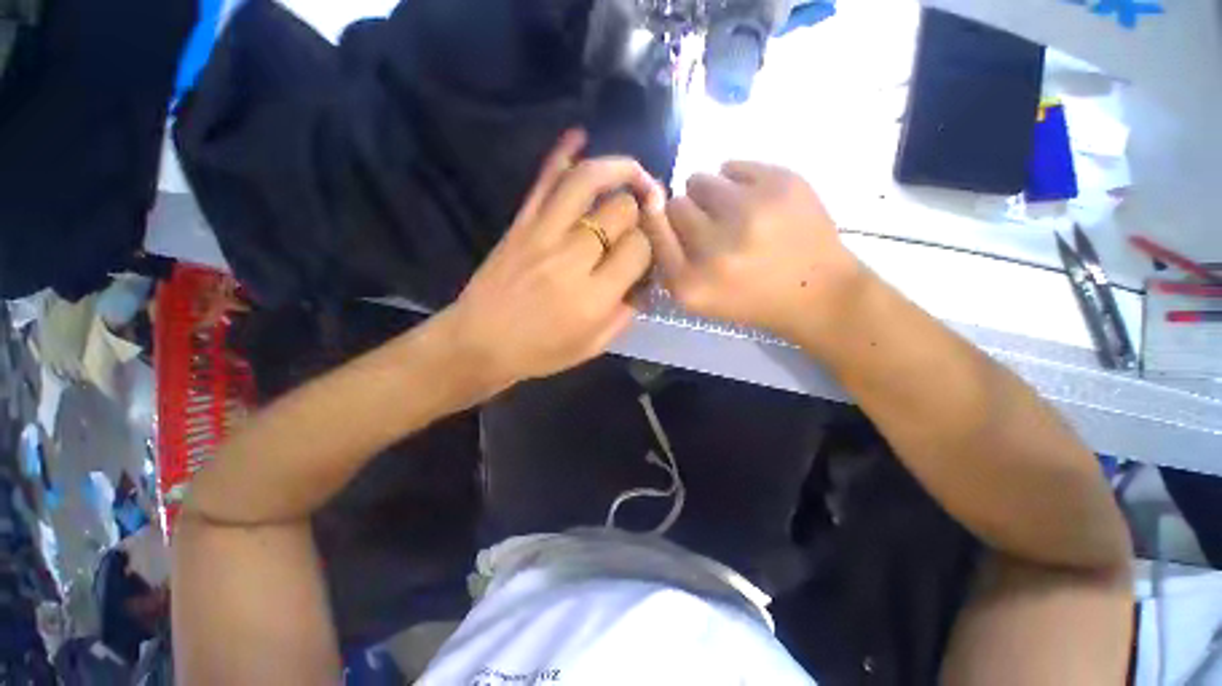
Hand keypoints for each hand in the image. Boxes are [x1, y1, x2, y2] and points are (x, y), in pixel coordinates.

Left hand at [440, 130, 665, 388]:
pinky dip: (561, 153)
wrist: (479, 344)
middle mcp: (572, 258)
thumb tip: (645, 278)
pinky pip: (543, 181)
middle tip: (642, 218)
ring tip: (634, 172)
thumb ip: (626, 312)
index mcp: (594, 296)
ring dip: (617, 168)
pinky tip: (579, 135)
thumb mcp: (593, 346)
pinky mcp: (520, 224)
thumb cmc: (540, 352)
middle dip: (639, 210)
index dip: (650, 245)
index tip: (647, 251)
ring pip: (587, 181)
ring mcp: (542, 235)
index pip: (639, 248)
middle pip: (620, 210)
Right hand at [649, 161, 863, 340]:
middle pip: (675, 205)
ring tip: (733, 215)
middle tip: (712, 229)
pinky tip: (755, 203)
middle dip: (688, 214)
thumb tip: (652, 202)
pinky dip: (737, 182)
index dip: (659, 222)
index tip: (669, 222)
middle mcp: (715, 249)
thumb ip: (668, 259)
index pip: (653, 230)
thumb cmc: (749, 299)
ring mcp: (750, 212)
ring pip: (700, 180)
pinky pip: (732, 166)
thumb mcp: (698, 297)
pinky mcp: (781, 184)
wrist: (817, 292)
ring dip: (710, 195)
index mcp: (691, 283)